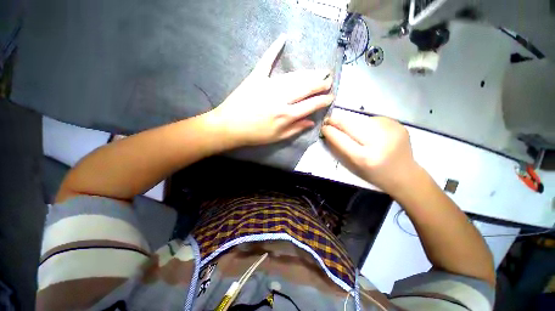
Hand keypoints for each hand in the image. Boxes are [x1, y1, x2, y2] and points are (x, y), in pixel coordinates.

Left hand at [208, 34, 333, 145]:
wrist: (229, 127)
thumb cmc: (255, 135)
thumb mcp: (277, 137)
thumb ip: (295, 129)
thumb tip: (311, 122)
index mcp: (286, 115)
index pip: (311, 105)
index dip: (323, 100)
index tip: (331, 96)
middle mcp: (281, 98)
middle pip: (306, 87)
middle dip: (320, 83)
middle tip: (329, 79)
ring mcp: (268, 85)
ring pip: (294, 76)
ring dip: (309, 73)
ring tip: (319, 71)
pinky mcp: (256, 77)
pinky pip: (266, 61)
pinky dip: (274, 49)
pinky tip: (283, 38)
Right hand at [321, 115, 418, 192]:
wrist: (405, 175)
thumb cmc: (374, 174)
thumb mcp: (354, 166)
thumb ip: (339, 149)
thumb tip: (329, 132)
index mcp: (365, 157)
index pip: (340, 139)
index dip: (329, 131)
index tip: (323, 127)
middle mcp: (378, 142)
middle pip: (350, 124)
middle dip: (337, 120)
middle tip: (329, 120)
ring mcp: (390, 131)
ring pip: (360, 119)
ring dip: (350, 121)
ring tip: (346, 125)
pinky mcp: (398, 124)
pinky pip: (373, 119)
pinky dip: (365, 123)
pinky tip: (367, 130)